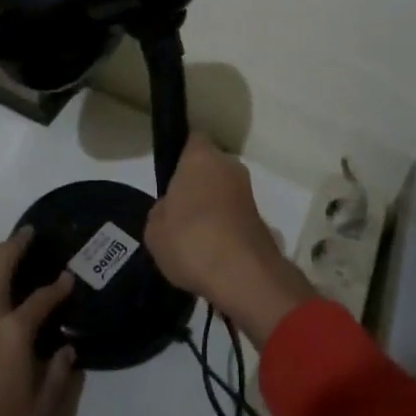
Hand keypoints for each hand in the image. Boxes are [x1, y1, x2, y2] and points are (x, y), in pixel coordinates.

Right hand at [146, 134, 314, 346]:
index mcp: (201, 157)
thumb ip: (162, 211)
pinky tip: (212, 253)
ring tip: (195, 238)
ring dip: (214, 207)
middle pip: (211, 167)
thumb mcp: (154, 229)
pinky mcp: (261, 219)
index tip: (172, 177)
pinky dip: (226, 228)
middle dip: (199, 184)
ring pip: (224, 192)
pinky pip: (235, 216)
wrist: (242, 275)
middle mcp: (229, 166)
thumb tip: (172, 210)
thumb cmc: (190, 239)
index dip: (183, 157)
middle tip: (180, 211)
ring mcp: (248, 192)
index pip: (193, 140)